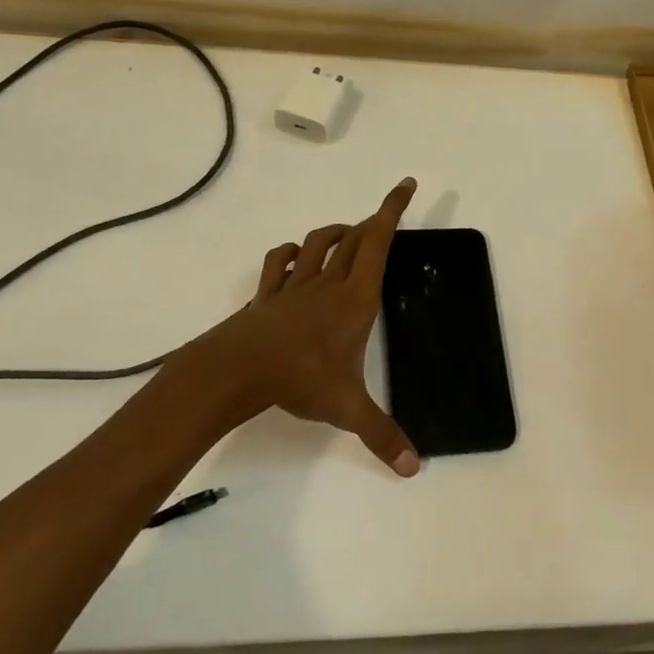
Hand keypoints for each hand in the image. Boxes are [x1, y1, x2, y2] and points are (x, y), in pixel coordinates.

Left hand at [181, 178, 421, 476]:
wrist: (239, 369)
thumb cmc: (301, 378)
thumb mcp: (347, 408)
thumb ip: (381, 434)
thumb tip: (414, 469)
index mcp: (355, 297)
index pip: (378, 242)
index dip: (392, 210)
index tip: (405, 185)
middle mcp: (328, 281)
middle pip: (354, 237)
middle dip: (373, 219)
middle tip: (385, 217)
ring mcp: (294, 284)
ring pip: (317, 242)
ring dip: (335, 232)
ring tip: (347, 234)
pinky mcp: (268, 293)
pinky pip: (279, 262)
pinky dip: (289, 253)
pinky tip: (294, 257)